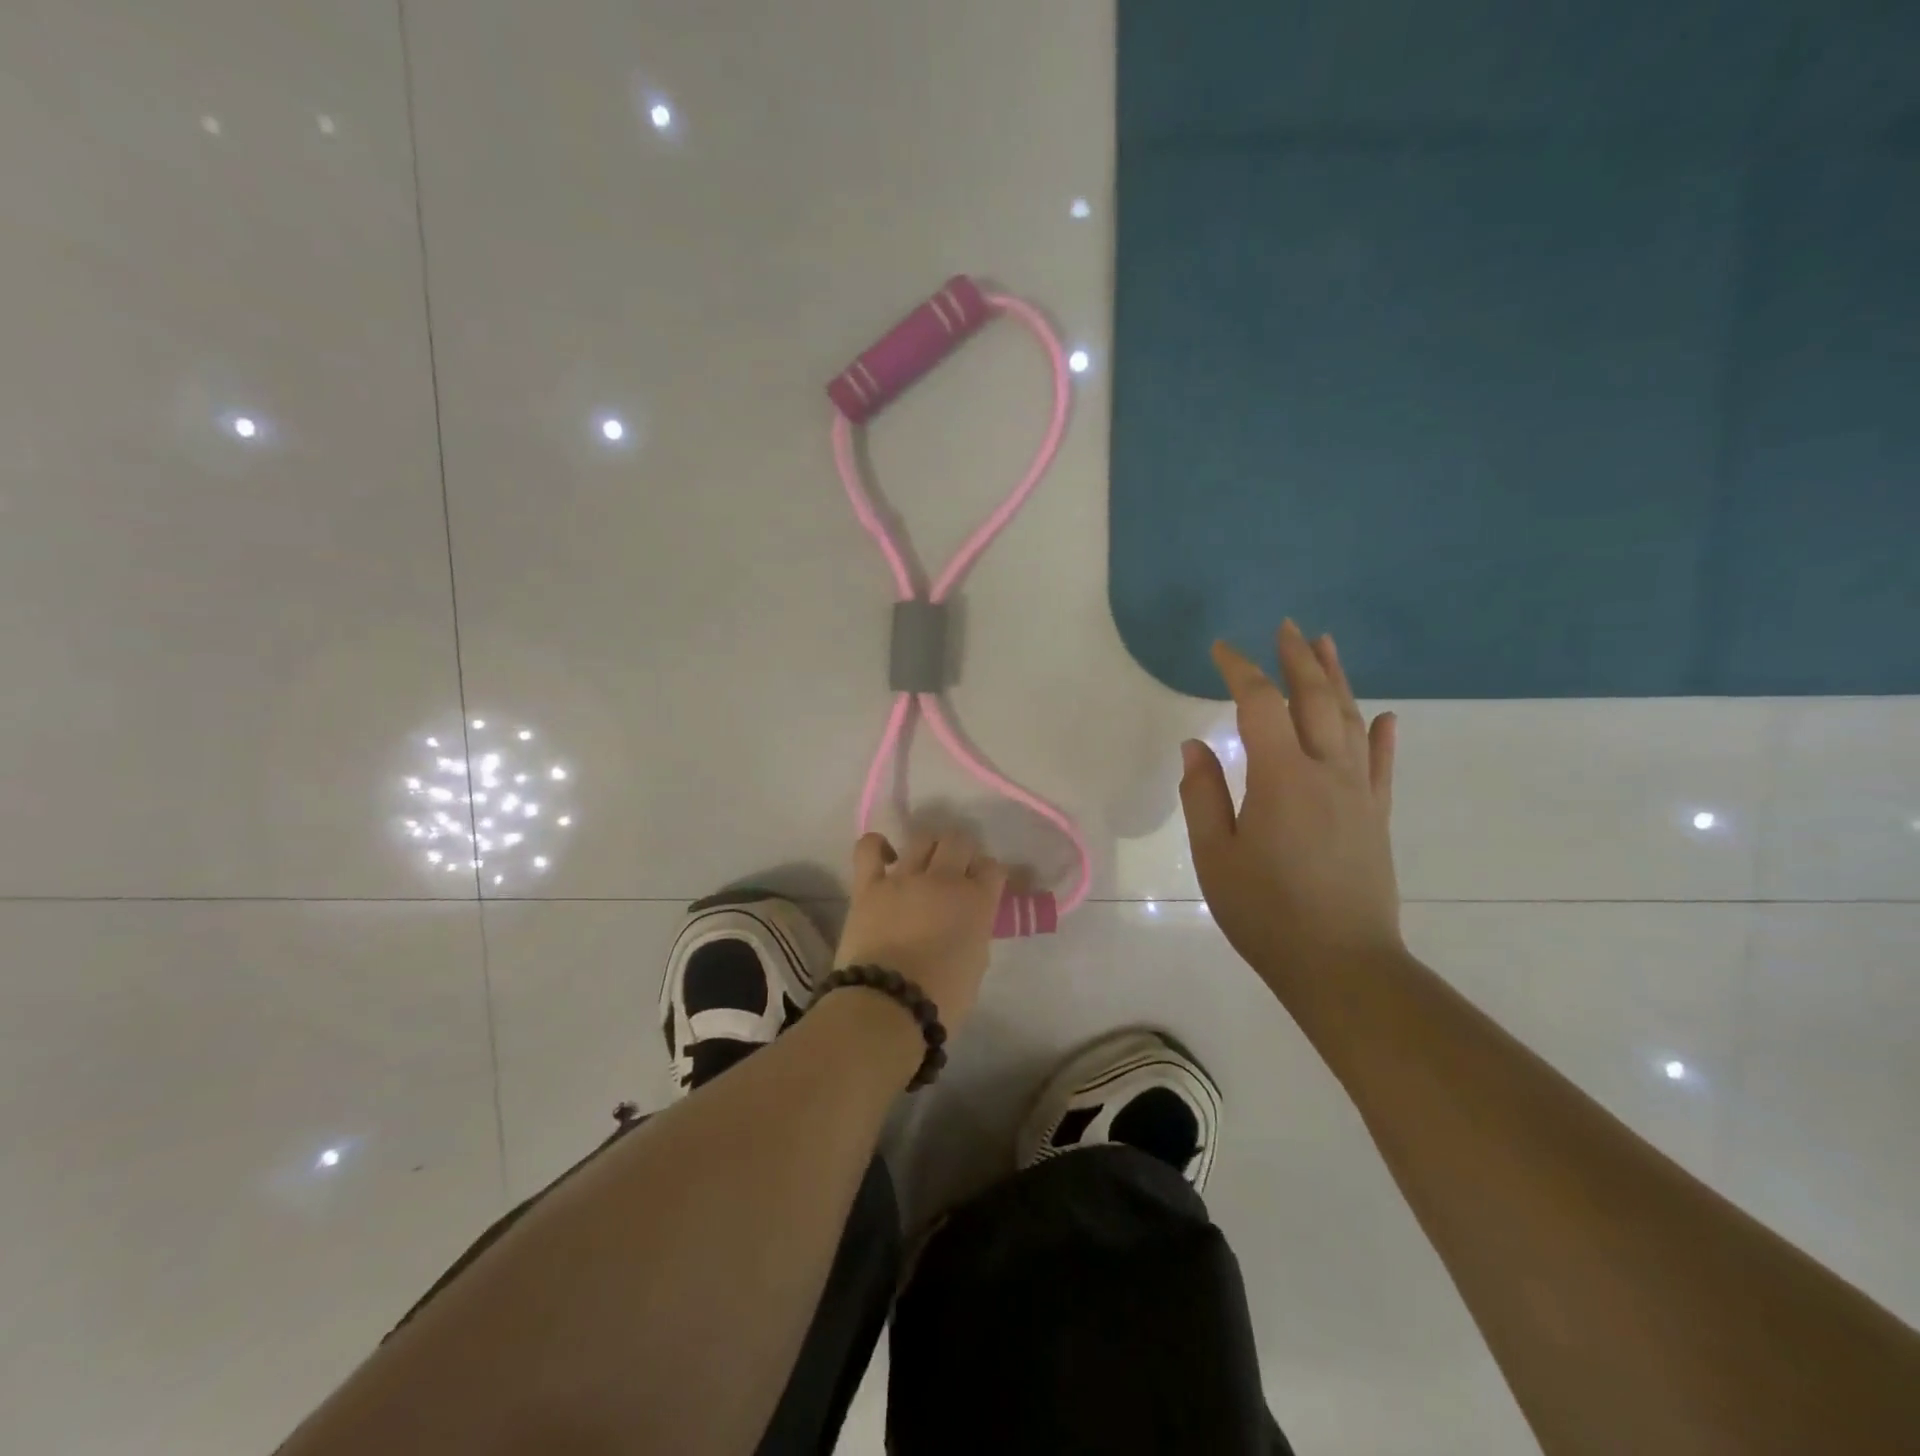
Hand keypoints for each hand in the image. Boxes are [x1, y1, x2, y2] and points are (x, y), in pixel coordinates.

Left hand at [834, 828, 1007, 1034]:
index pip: (994, 868)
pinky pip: (869, 848)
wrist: (888, 1007)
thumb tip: (966, 920)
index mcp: (977, 901)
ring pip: (922, 838)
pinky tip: (886, 856)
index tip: (986, 886)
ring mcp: (904, 878)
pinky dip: (878, 845)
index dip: (990, 875)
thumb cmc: (942, 999)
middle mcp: (944, 879)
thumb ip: (974, 931)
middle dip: (963, 851)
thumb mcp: (976, 963)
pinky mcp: (869, 885)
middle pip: (959, 841)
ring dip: (929, 846)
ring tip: (926, 863)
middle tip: (958, 870)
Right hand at [1178, 620, 1402, 995]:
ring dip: (1337, 679)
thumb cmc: (1265, 912)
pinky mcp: (1376, 817)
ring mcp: (1359, 793)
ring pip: (1350, 720)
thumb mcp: (1215, 855)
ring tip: (1326, 646)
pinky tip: (1384, 716)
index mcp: (1281, 777)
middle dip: (1298, 659)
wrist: (1342, 964)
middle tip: (1286, 627)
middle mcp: (1326, 772)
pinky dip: (1380, 735)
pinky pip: (1381, 765)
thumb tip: (1196, 744)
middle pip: (1315, 699)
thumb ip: (1203, 794)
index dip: (1240, 671)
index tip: (1221, 649)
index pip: (1260, 704)